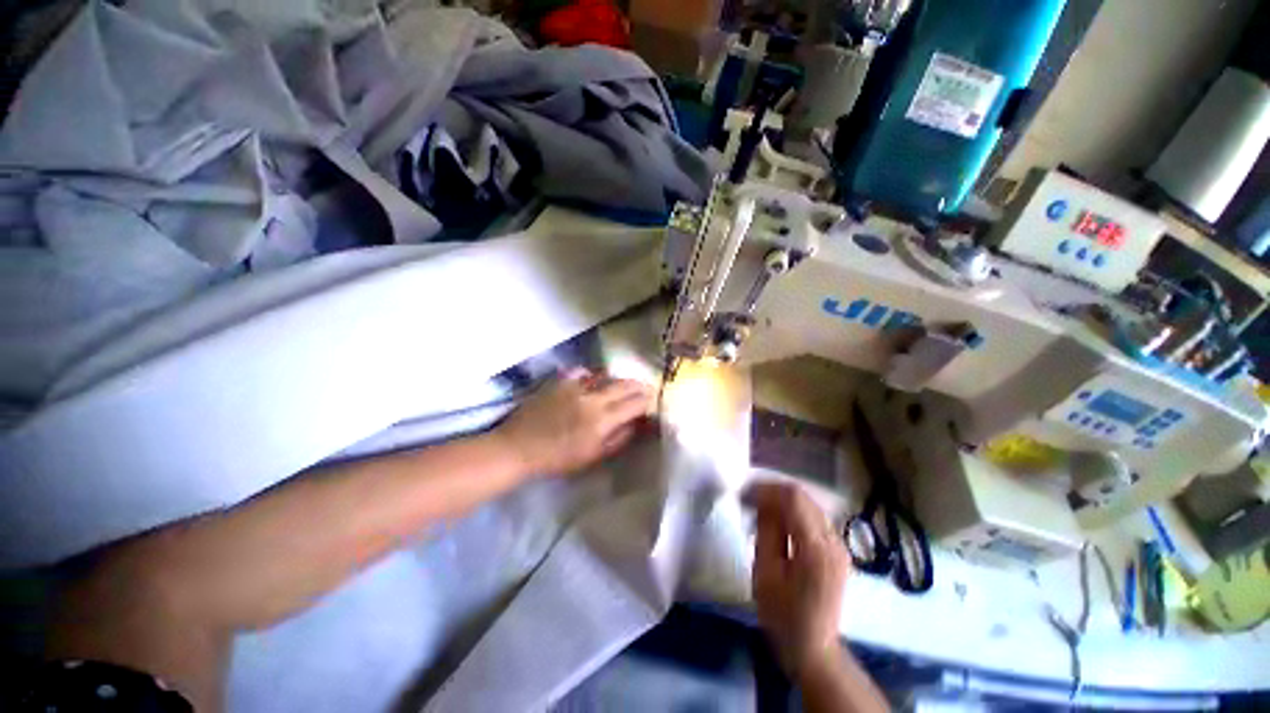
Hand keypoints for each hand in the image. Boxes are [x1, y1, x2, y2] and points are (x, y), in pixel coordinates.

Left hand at [495, 368, 652, 477]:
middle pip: (625, 385)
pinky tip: (593, 379)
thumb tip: (638, 423)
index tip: (653, 401)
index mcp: (602, 421)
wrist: (518, 448)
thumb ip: (619, 438)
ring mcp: (575, 386)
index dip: (648, 401)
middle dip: (640, 386)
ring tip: (622, 385)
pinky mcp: (560, 380)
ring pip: (607, 375)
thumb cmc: (557, 459)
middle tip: (646, 389)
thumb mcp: (592, 456)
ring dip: (618, 380)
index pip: (635, 404)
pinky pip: (583, 371)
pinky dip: (592, 374)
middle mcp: (592, 399)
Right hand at [744, 481, 850, 675]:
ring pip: (809, 504)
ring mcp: (840, 545)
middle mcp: (834, 541)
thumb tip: (762, 500)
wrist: (814, 649)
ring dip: (782, 500)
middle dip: (773, 492)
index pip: (794, 498)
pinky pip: (814, 517)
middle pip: (803, 496)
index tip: (744, 495)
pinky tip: (777, 523)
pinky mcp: (838, 550)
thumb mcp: (765, 573)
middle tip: (748, 501)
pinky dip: (793, 512)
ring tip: (759, 511)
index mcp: (816, 549)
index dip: (766, 489)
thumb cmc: (783, 616)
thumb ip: (766, 531)